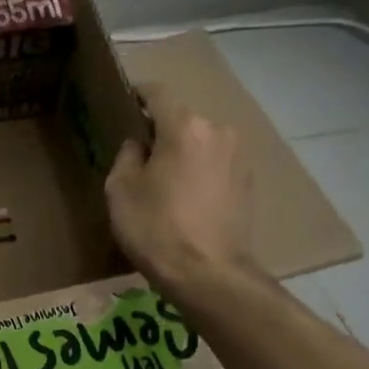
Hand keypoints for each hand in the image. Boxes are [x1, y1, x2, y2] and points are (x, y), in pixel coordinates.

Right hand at [104, 84, 253, 299]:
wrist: (209, 275)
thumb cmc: (155, 227)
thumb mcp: (121, 189)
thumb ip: (128, 155)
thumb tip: (140, 145)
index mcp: (184, 127)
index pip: (158, 93)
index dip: (138, 94)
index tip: (124, 102)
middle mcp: (217, 132)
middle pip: (182, 120)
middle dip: (161, 132)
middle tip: (139, 155)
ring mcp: (238, 158)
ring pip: (201, 143)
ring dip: (182, 153)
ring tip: (163, 181)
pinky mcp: (248, 183)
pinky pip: (215, 165)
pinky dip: (199, 172)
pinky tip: (185, 198)